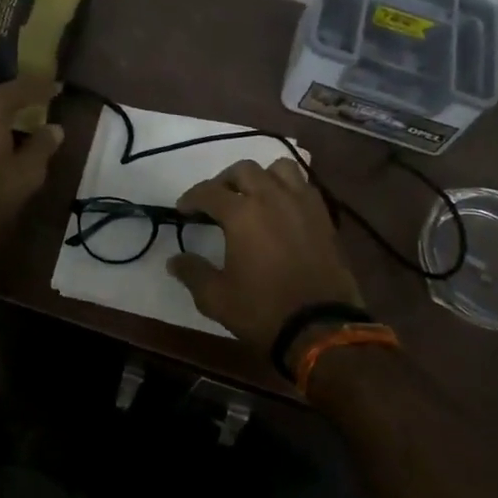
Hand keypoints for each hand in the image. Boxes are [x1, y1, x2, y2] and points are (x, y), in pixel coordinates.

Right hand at [166, 157, 361, 355]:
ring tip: (254, 195)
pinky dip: (288, 188)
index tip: (183, 209)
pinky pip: (304, 186)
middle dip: (224, 181)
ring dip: (261, 177)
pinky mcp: (324, 216)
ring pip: (279, 168)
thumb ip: (193, 273)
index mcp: (241, 213)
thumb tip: (174, 260)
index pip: (209, 192)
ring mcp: (301, 203)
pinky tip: (282, 208)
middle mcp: (272, 197)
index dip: (191, 197)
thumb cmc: (263, 310)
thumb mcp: (216, 298)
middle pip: (243, 170)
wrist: (321, 328)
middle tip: (216, 201)